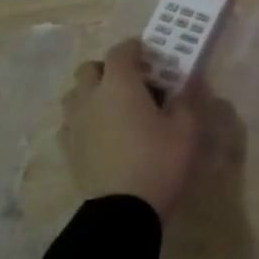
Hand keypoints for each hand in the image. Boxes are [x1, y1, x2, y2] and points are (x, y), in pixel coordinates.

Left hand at [60, 40, 202, 219]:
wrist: (122, 211)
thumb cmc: (158, 161)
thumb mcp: (187, 129)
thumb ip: (187, 100)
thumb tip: (189, 82)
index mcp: (120, 85)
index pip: (121, 51)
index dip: (134, 47)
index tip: (148, 52)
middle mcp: (91, 97)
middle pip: (89, 68)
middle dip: (108, 68)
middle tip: (131, 81)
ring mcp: (75, 124)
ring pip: (74, 95)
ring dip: (91, 92)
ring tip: (113, 107)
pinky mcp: (68, 149)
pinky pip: (70, 123)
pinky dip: (84, 119)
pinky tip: (101, 133)